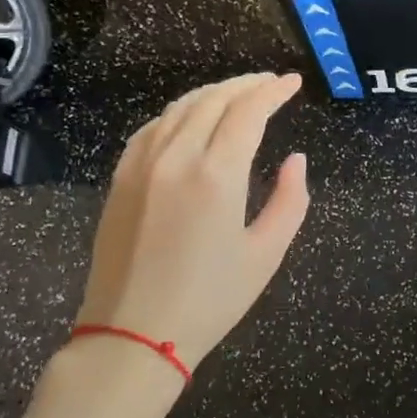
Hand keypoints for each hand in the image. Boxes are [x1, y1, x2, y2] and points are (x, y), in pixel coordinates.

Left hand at [75, 72, 309, 372]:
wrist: (132, 335)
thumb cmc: (210, 300)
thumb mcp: (266, 254)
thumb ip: (290, 200)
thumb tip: (296, 160)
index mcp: (216, 175)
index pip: (247, 112)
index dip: (272, 91)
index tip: (292, 82)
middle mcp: (175, 157)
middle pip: (212, 100)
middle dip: (245, 85)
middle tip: (270, 83)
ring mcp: (141, 165)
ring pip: (179, 108)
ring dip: (212, 93)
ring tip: (237, 94)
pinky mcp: (121, 179)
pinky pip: (152, 128)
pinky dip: (179, 113)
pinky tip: (191, 119)